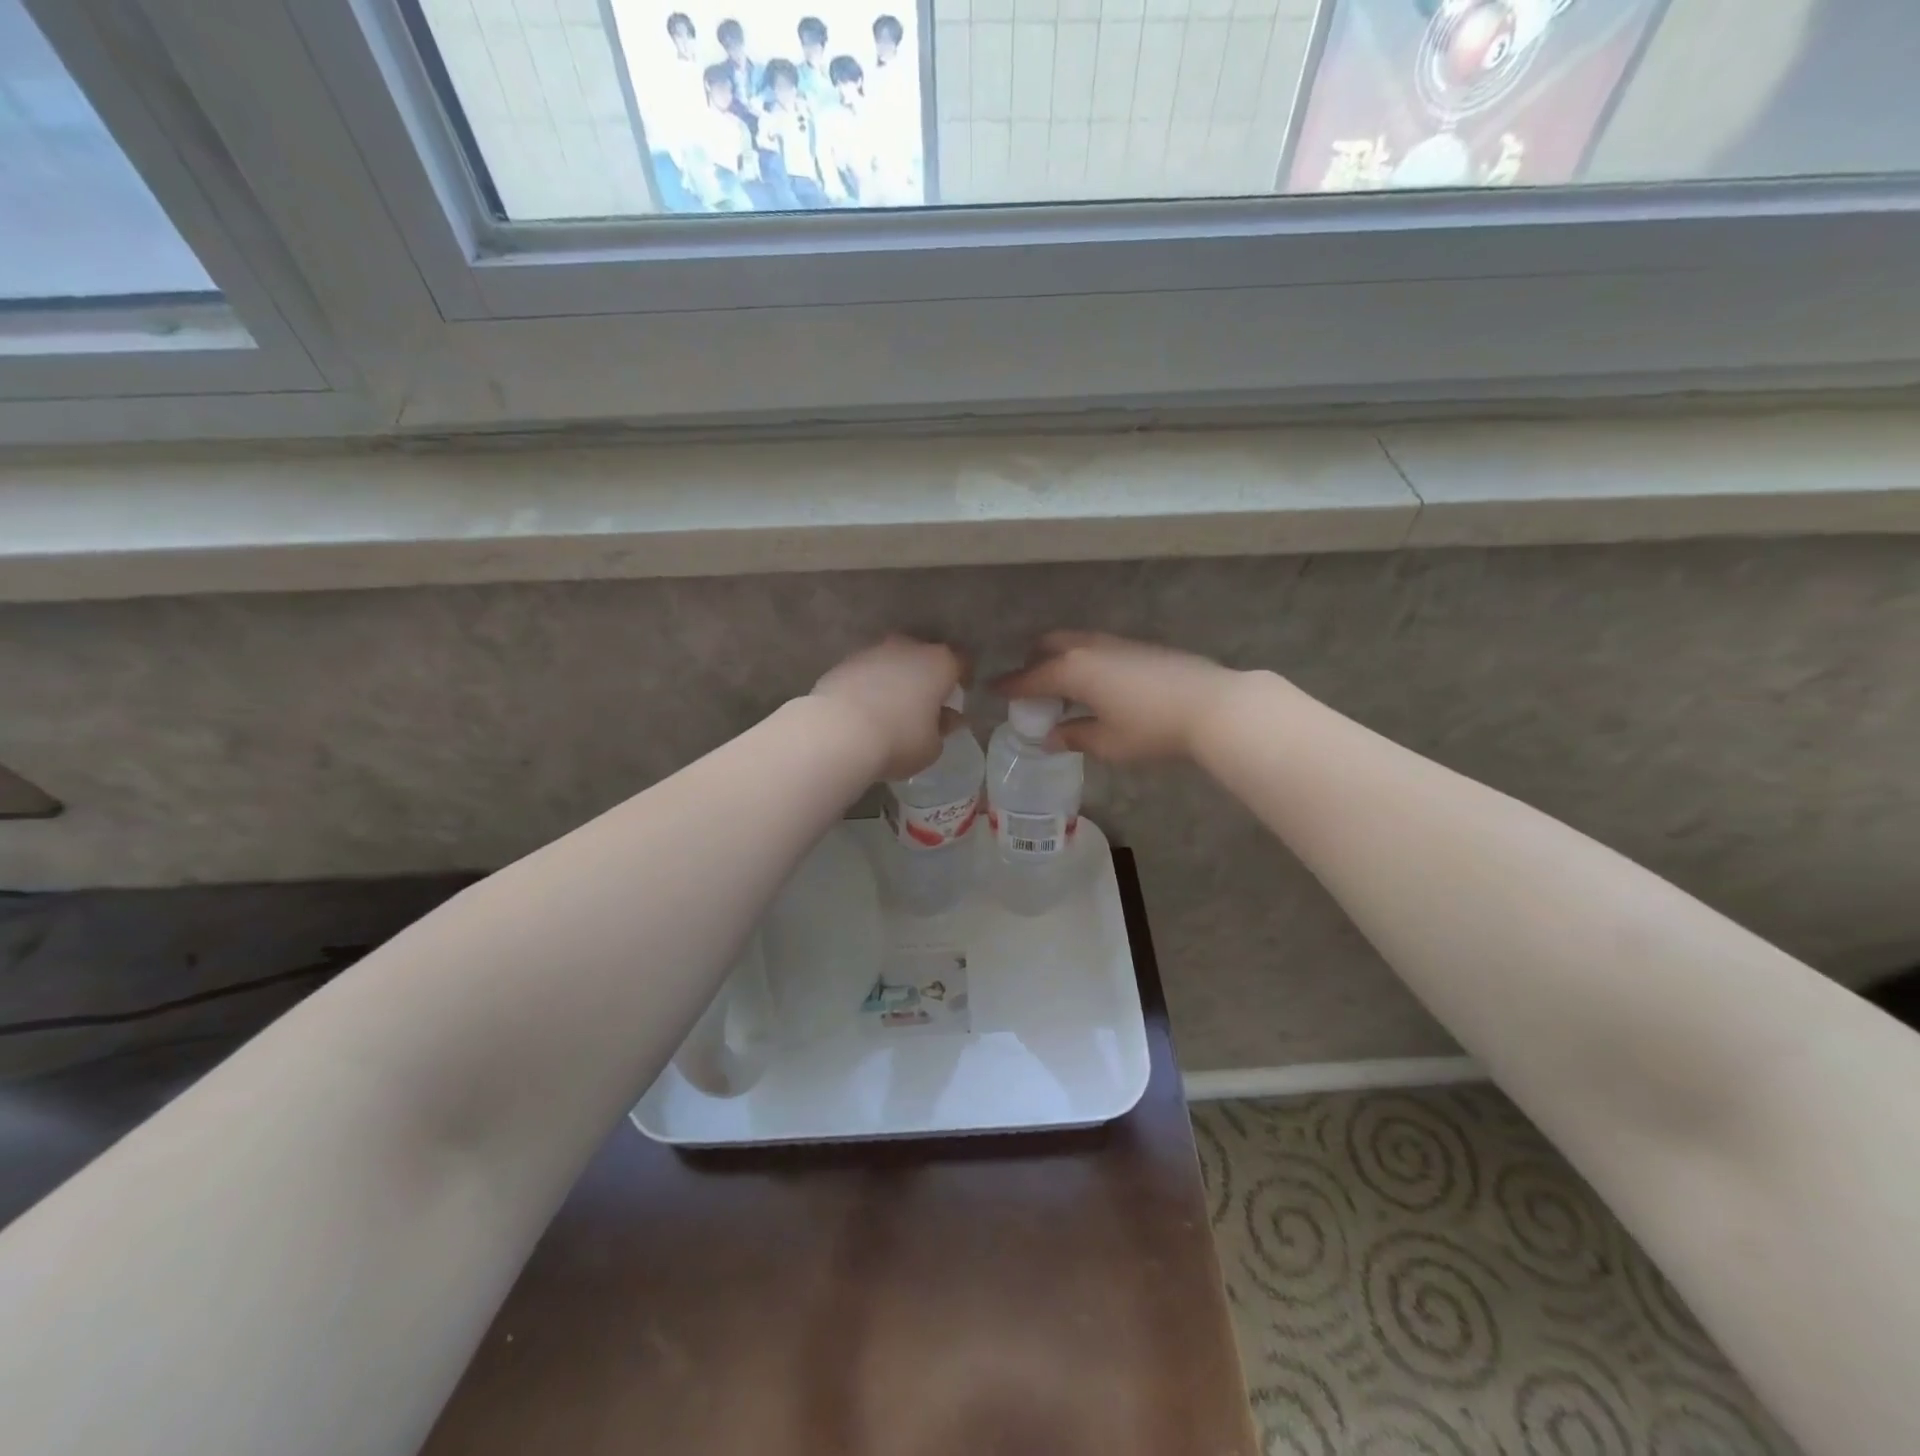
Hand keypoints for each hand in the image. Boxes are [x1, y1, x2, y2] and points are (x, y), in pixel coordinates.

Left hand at [812, 636, 964, 780]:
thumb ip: (942, 728)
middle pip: (924, 655)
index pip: (961, 661)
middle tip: (926, 700)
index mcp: (939, 663)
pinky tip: (866, 708)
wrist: (838, 733)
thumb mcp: (932, 746)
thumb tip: (945, 718)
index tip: (962, 693)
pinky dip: (870, 684)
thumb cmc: (899, 739)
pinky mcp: (844, 663)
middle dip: (927, 674)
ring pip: (893, 660)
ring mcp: (873, 651)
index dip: (963, 677)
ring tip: (893, 706)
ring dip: (896, 678)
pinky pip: (867, 672)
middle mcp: (908, 647)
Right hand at [993, 632, 1240, 762]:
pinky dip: (1082, 660)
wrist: (1211, 705)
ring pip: (1074, 643)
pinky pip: (1096, 647)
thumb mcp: (1107, 743)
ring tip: (1063, 688)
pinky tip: (1096, 685)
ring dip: (1060, 659)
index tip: (992, 689)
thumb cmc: (1151, 728)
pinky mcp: (1138, 646)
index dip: (1010, 686)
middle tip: (1031, 687)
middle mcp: (1088, 649)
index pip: (1030, 678)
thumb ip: (1074, 737)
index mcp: (1073, 670)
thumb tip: (1050, 737)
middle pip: (1048, 646)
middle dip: (1033, 662)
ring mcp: (1116, 643)